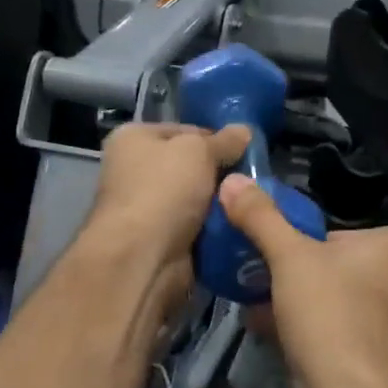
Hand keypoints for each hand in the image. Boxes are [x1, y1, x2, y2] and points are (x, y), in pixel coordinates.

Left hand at [79, 122, 250, 314]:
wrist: (142, 257)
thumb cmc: (163, 190)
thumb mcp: (198, 151)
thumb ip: (224, 141)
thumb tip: (245, 130)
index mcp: (134, 139)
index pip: (185, 131)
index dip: (217, 139)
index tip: (247, 151)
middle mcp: (136, 171)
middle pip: (192, 167)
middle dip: (223, 175)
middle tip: (253, 181)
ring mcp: (148, 209)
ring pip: (199, 200)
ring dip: (223, 204)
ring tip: (253, 204)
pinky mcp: (162, 241)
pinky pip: (199, 229)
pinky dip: (216, 230)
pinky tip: (241, 227)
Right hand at [217, 175, 387, 387]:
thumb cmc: (329, 312)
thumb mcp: (289, 256)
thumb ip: (261, 217)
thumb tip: (232, 180)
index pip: (336, 234)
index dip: (297, 245)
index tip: (267, 258)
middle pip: (334, 269)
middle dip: (292, 278)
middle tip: (255, 284)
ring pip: (335, 304)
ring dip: (296, 307)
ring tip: (257, 311)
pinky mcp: (382, 359)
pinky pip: (339, 334)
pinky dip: (309, 334)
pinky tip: (274, 339)